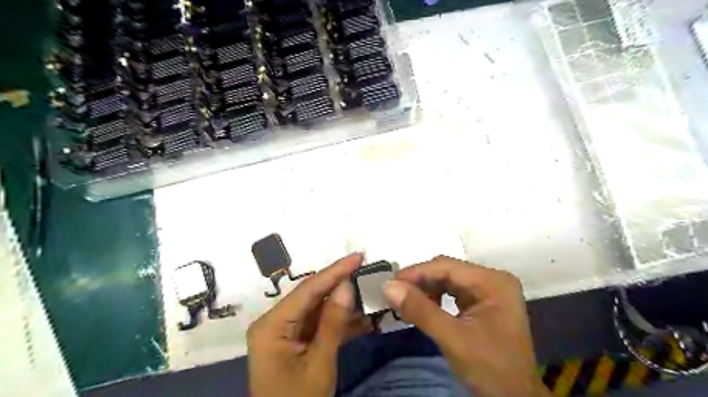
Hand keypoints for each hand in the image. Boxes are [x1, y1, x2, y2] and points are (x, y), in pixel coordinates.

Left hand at [247, 255, 369, 396]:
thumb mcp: (319, 363)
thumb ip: (333, 322)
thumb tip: (347, 285)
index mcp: (272, 325)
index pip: (308, 289)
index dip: (335, 271)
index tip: (358, 256)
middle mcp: (275, 322)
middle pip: (312, 296)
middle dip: (340, 284)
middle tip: (365, 270)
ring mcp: (285, 331)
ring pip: (318, 309)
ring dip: (343, 305)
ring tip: (369, 293)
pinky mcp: (295, 341)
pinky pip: (318, 325)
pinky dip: (339, 323)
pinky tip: (362, 319)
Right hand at [382, 254, 551, 396]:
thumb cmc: (490, 369)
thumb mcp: (452, 339)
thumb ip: (420, 310)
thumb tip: (388, 286)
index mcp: (492, 281)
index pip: (447, 266)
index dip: (416, 272)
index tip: (390, 283)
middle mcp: (493, 279)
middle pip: (447, 271)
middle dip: (420, 282)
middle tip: (395, 294)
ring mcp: (489, 291)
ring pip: (448, 281)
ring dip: (426, 290)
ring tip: (407, 302)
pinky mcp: (484, 303)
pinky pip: (453, 292)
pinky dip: (436, 298)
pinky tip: (425, 308)